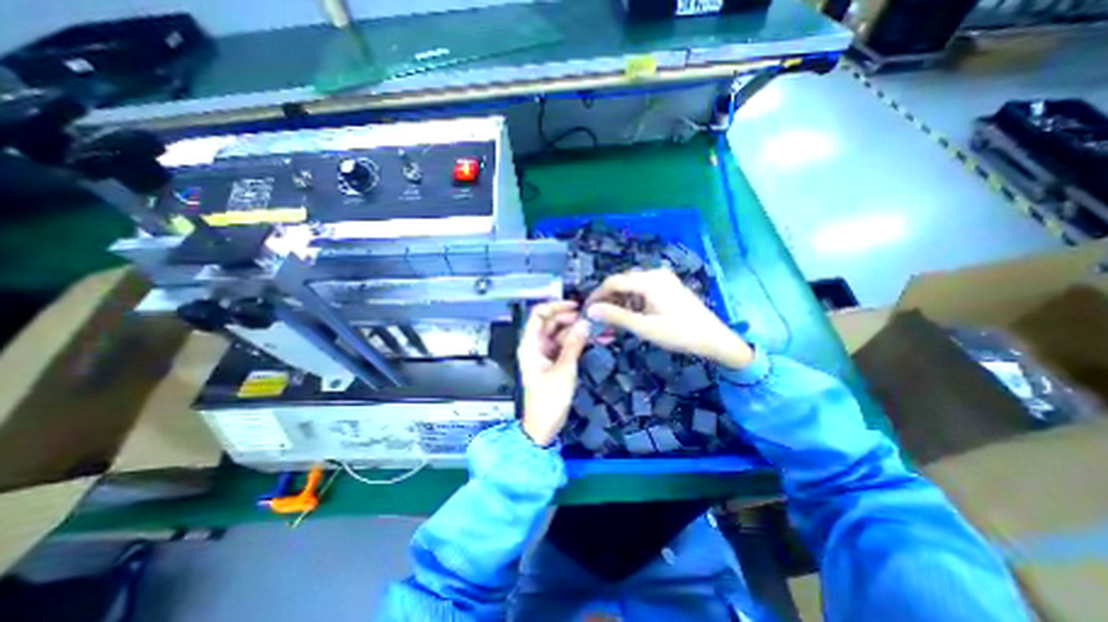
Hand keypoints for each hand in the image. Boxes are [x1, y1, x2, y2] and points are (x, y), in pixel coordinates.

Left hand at [519, 301, 592, 447]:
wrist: (544, 426)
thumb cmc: (549, 400)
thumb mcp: (564, 370)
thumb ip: (574, 345)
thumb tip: (585, 323)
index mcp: (530, 345)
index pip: (539, 315)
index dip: (556, 306)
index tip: (575, 306)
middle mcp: (535, 345)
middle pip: (551, 322)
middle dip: (570, 319)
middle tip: (589, 320)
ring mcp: (544, 353)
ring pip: (560, 333)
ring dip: (576, 330)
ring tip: (595, 330)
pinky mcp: (553, 361)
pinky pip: (564, 345)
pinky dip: (576, 342)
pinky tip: (591, 340)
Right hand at [580, 268, 752, 367]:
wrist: (713, 338)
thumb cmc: (678, 333)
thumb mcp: (644, 327)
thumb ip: (616, 316)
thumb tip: (590, 310)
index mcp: (648, 281)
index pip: (613, 282)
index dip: (597, 296)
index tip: (586, 310)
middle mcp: (654, 274)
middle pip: (622, 282)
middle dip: (608, 299)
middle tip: (599, 317)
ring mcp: (663, 279)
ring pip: (632, 286)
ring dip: (620, 300)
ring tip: (614, 319)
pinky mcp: (668, 286)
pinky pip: (643, 288)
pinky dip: (633, 300)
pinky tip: (632, 314)